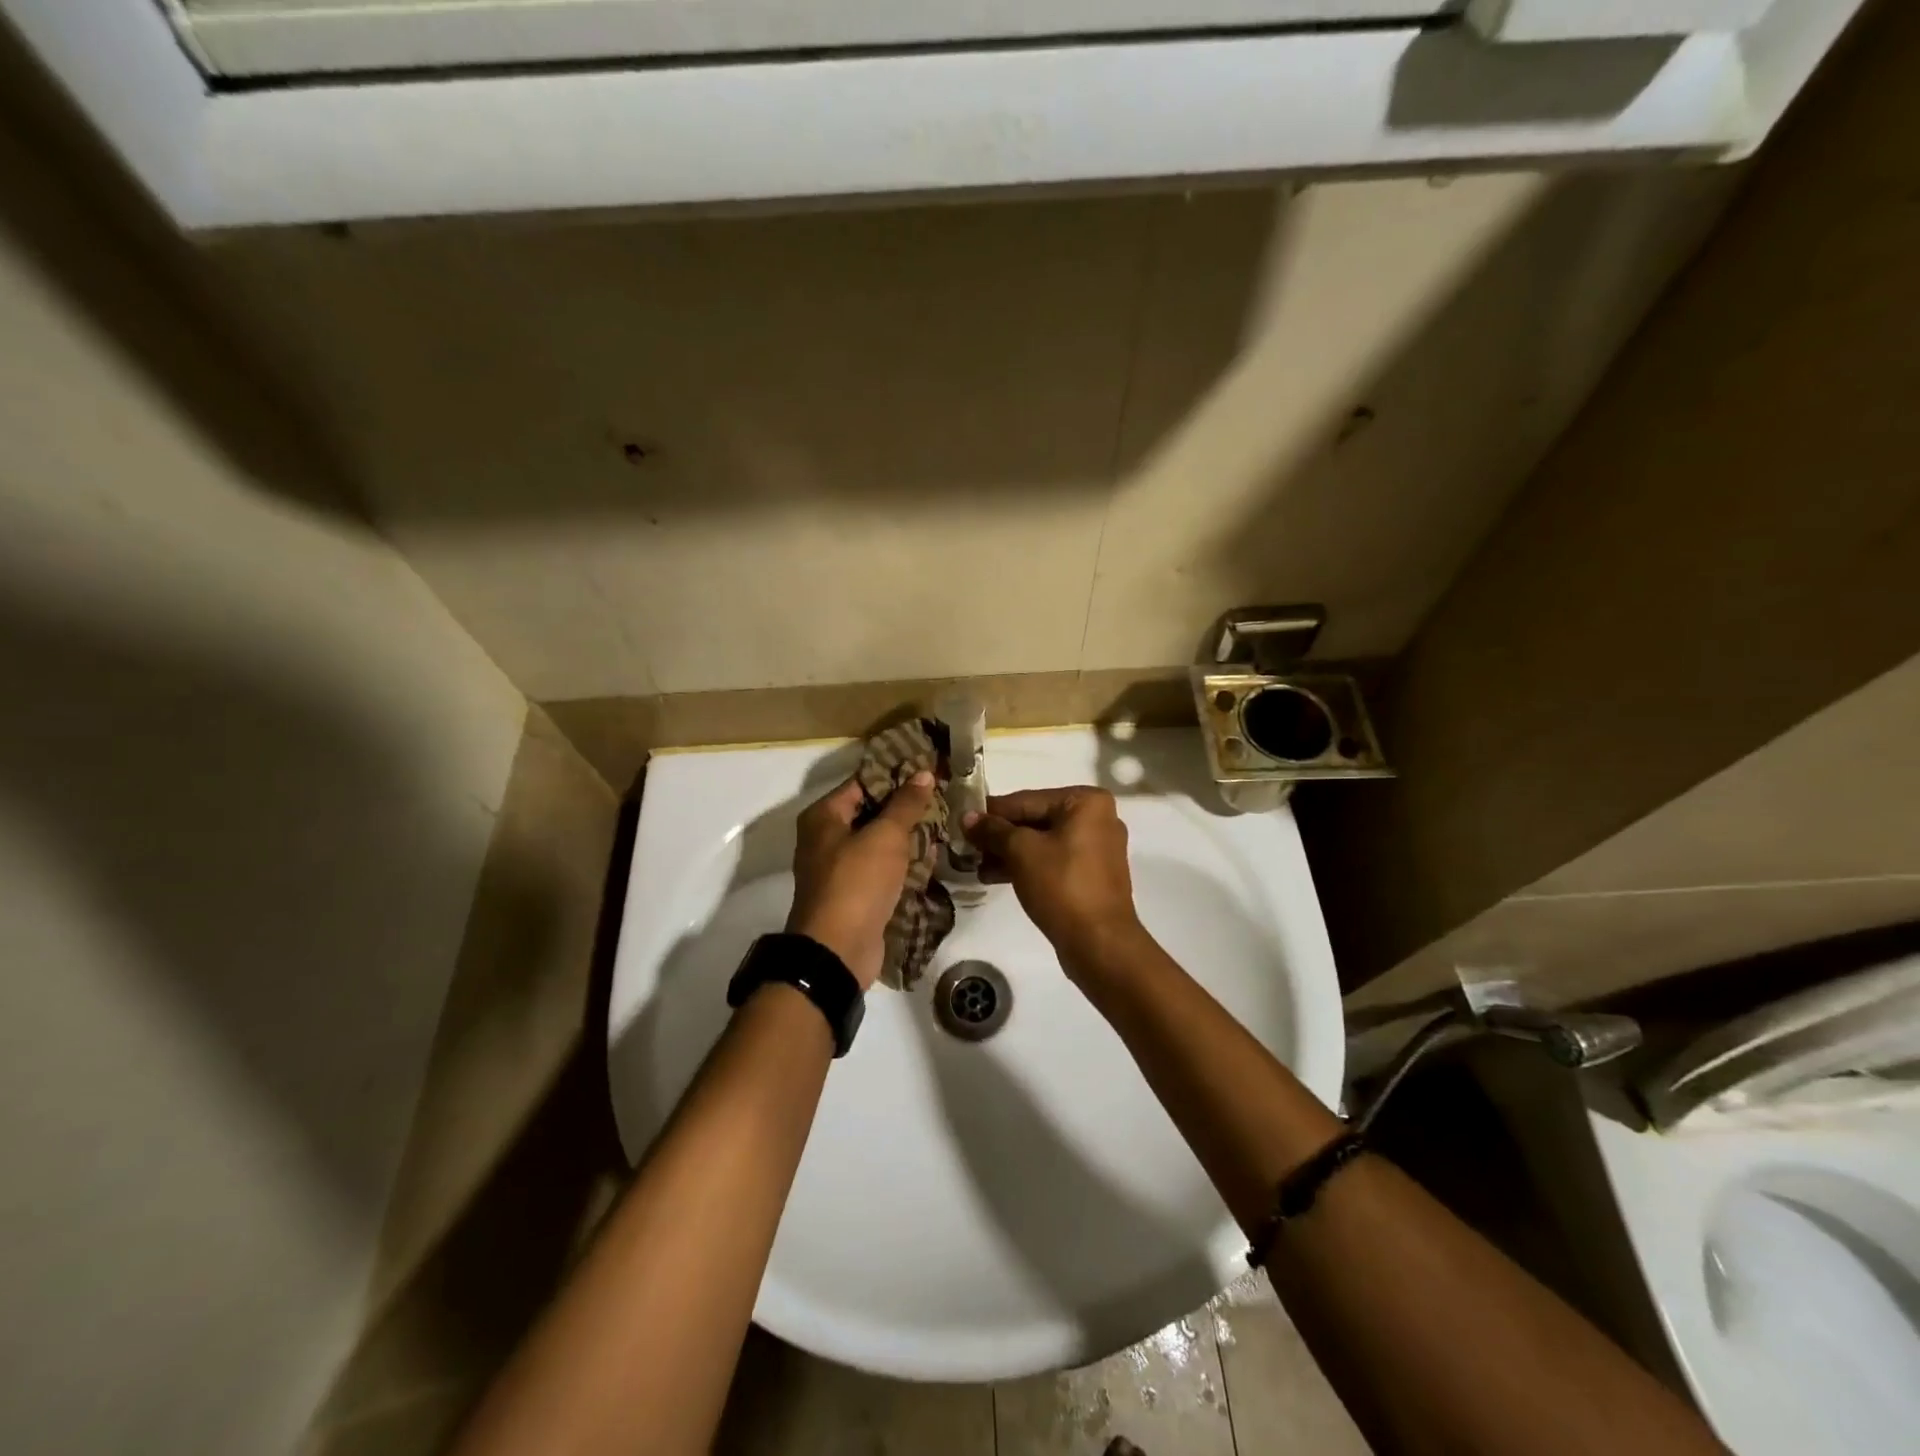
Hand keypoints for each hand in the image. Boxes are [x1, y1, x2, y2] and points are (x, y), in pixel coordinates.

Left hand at [786, 771, 935, 990]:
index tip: (929, 769)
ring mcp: (841, 868)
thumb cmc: (857, 883)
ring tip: (946, 820)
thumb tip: (923, 773)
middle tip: (944, 794)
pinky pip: (884, 868)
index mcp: (824, 817)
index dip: (896, 774)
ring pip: (880, 841)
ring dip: (909, 834)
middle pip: (872, 811)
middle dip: (906, 806)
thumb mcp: (885, 836)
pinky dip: (905, 862)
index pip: (863, 782)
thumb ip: (905, 804)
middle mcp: (827, 838)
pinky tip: (935, 854)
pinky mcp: (857, 893)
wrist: (838, 951)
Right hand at [964, 786, 1145, 974]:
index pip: (1026, 800)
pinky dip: (1027, 866)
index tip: (962, 821)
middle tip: (967, 846)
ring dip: (1008, 853)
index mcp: (1086, 802)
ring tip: (976, 866)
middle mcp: (1097, 818)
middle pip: (1035, 820)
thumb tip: (967, 817)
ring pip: (1042, 842)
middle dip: (1000, 836)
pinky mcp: (1091, 875)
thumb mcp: (1021, 852)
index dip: (991, 812)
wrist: (1099, 943)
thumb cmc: (1061, 886)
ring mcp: (1097, 848)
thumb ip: (993, 830)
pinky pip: (1053, 861)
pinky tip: (995, 877)